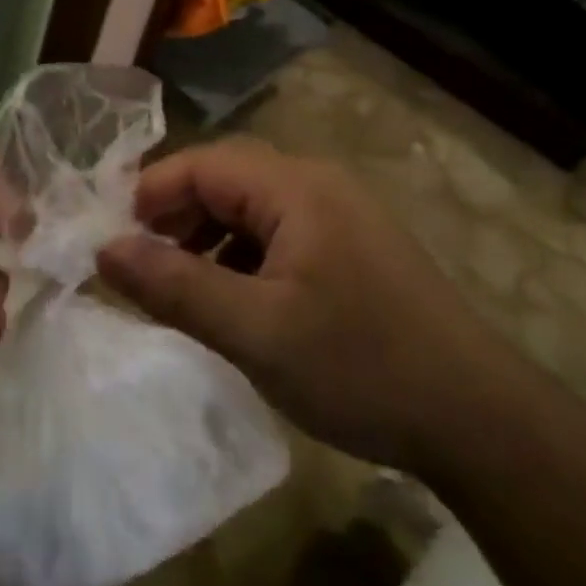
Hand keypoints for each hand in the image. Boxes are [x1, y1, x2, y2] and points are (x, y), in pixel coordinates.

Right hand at [97, 138, 497, 469]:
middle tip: (141, 264)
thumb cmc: (360, 367)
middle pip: (227, 179)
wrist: (480, 421)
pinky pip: (280, 234)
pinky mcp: (354, 249)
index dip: (150, 194)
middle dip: (176, 216)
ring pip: (252, 208)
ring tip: (180, 286)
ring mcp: (342, 216)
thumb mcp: (254, 331)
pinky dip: (243, 257)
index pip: (202, 164)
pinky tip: (236, 301)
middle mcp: (319, 186)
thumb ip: (173, 286)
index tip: (113, 241)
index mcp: (295, 188)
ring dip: (208, 238)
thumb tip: (105, 250)